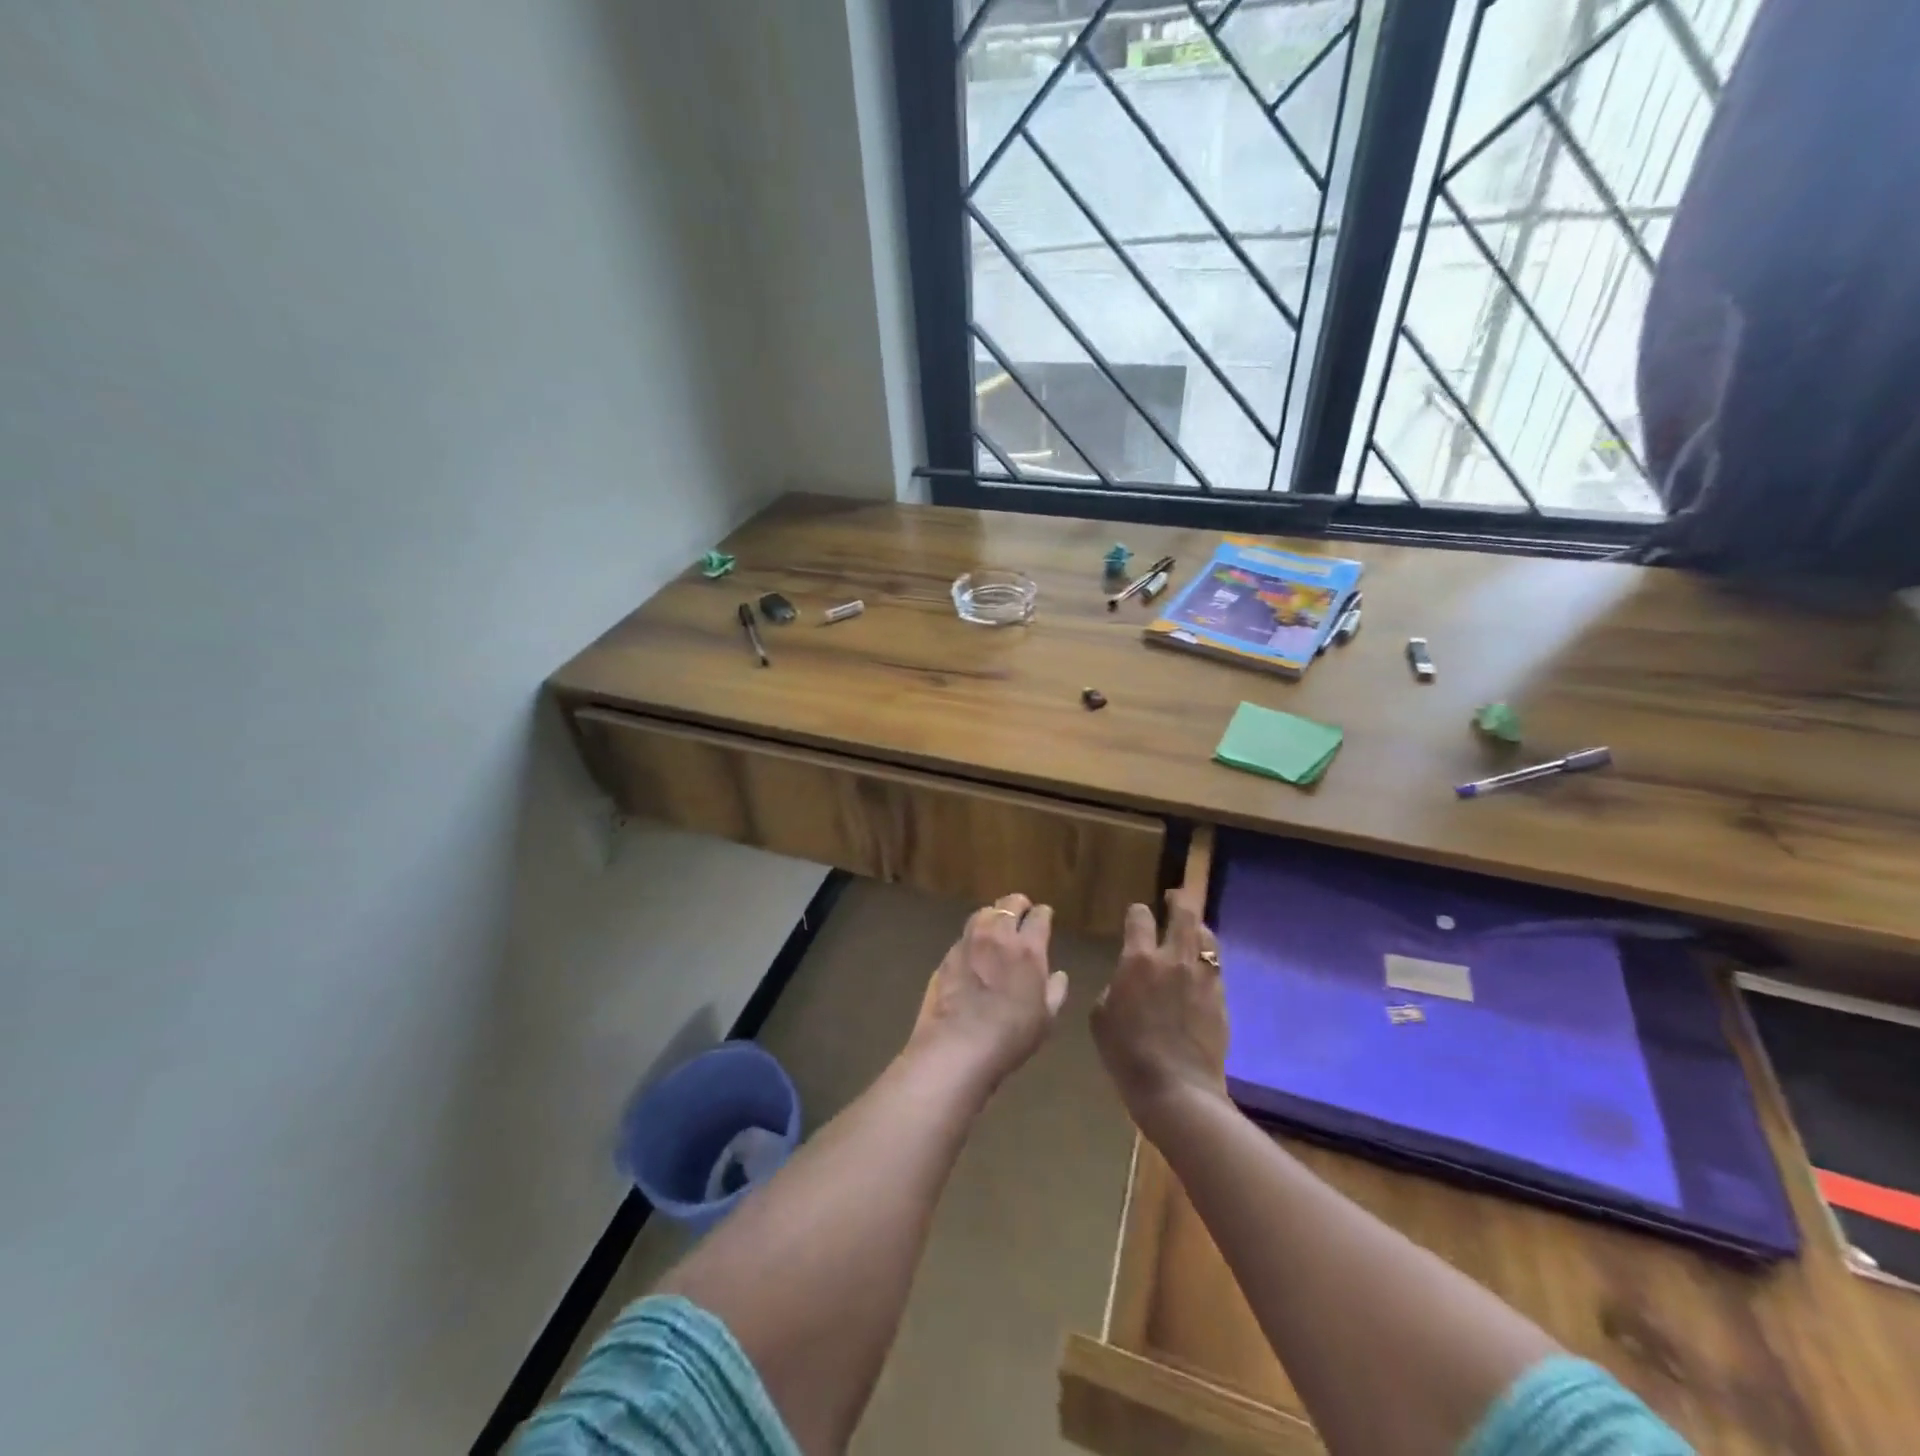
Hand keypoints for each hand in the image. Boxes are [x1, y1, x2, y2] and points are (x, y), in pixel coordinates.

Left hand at [911, 894, 1067, 1089]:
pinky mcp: (947, 955)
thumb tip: (1059, 975)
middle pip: (1009, 905)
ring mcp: (969, 942)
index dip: (1043, 913)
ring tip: (997, 924)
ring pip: (983, 913)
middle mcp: (998, 935)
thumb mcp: (1046, 1019)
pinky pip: (965, 935)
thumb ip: (1055, 992)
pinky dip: (974, 936)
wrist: (958, 1044)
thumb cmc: (1010, 1035)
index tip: (1045, 915)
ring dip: (994, 914)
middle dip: (1018, 905)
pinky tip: (975, 949)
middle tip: (1022, 912)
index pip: (1039, 916)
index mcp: (1028, 948)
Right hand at [1091, 890, 1229, 1128]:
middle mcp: (1174, 959)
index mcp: (1139, 960)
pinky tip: (1202, 969)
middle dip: (1178, 900)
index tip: (1136, 913)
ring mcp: (1203, 978)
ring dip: (1197, 927)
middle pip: (1183, 914)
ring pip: (1206, 936)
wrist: (1176, 1088)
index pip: (1139, 917)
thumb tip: (1126, 983)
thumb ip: (1114, 988)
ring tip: (1192, 930)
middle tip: (1173, 898)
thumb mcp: (1101, 1017)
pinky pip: (1216, 967)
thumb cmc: (1127, 1054)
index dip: (1137, 911)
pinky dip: (1208, 960)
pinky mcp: (1221, 998)